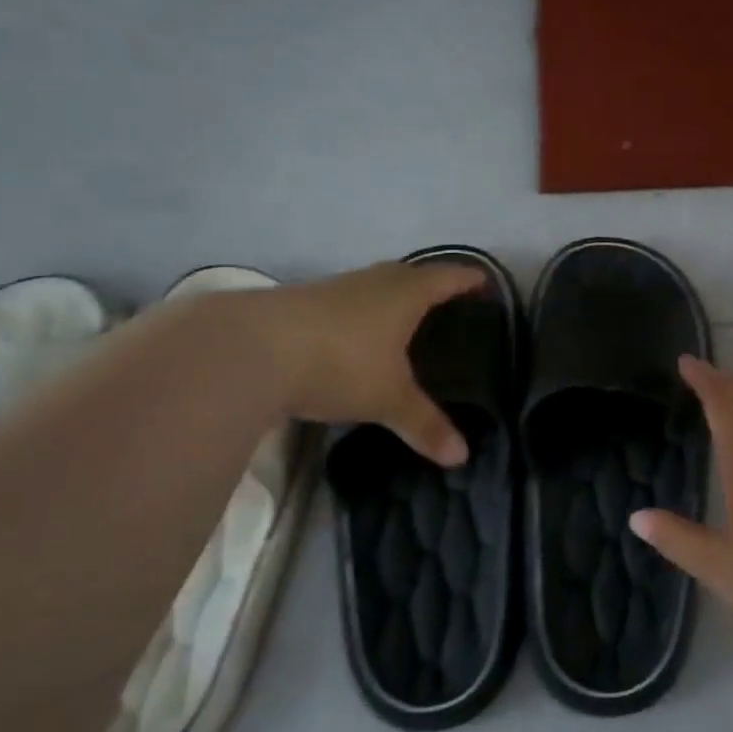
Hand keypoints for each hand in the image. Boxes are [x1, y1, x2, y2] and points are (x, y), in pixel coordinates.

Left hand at [236, 262, 483, 463]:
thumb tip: (461, 457)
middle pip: (410, 274)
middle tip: (448, 306)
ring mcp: (333, 289)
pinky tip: (355, 340)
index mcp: (405, 294)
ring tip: (405, 323)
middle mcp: (372, 282)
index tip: (485, 283)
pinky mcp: (301, 304)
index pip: (447, 276)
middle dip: (431, 286)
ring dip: (392, 299)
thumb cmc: (339, 363)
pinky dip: (360, 316)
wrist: (247, 349)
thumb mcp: (388, 398)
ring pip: (374, 287)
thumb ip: (425, 424)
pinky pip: (346, 303)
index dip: (469, 279)